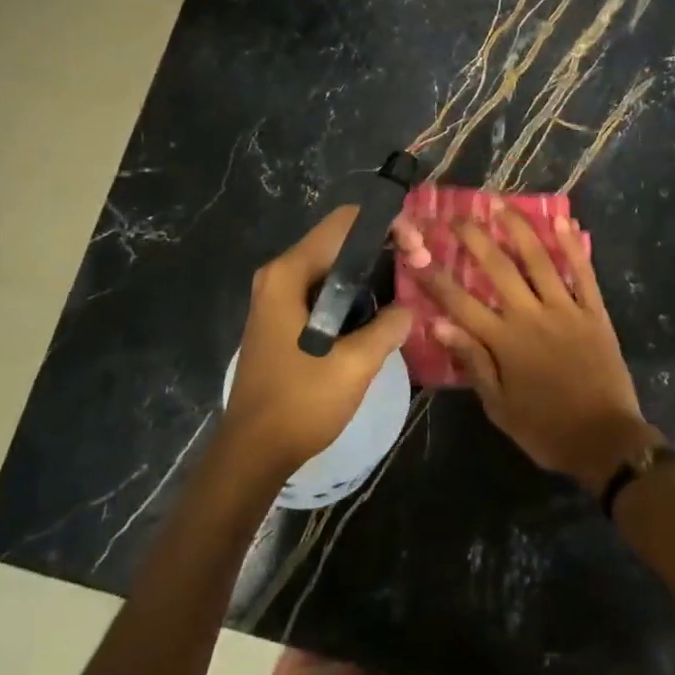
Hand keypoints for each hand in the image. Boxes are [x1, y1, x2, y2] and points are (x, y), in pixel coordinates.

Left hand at [223, 207, 412, 480]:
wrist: (252, 452)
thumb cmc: (300, 403)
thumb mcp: (355, 364)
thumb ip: (389, 326)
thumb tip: (409, 308)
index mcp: (290, 274)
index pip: (346, 222)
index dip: (388, 225)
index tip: (419, 251)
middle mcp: (280, 274)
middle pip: (341, 239)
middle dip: (385, 246)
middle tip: (422, 265)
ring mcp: (279, 296)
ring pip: (335, 264)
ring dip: (373, 269)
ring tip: (410, 283)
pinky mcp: (284, 318)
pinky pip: (327, 288)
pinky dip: (356, 290)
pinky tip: (383, 308)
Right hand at [411, 208, 660, 494]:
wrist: (605, 441)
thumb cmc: (545, 429)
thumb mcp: (498, 406)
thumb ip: (472, 361)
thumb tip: (437, 323)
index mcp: (504, 342)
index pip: (460, 302)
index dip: (435, 276)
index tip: (417, 252)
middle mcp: (532, 317)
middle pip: (497, 269)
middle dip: (474, 238)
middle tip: (457, 213)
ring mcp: (566, 310)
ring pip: (538, 260)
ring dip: (518, 228)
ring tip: (500, 203)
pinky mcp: (595, 311)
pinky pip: (583, 272)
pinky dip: (572, 246)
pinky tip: (562, 220)